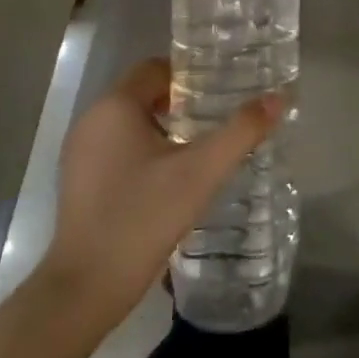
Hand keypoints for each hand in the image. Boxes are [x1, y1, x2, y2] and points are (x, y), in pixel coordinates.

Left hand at [41, 58, 283, 326]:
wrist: (86, 289)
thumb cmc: (143, 218)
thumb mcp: (201, 172)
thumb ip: (241, 132)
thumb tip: (280, 97)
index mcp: (115, 106)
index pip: (155, 68)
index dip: (189, 74)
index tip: (220, 90)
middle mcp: (92, 119)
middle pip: (142, 93)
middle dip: (180, 100)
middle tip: (217, 116)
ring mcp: (80, 152)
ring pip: (129, 121)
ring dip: (163, 126)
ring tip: (199, 146)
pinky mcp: (78, 180)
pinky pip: (116, 147)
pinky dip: (143, 149)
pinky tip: (168, 177)